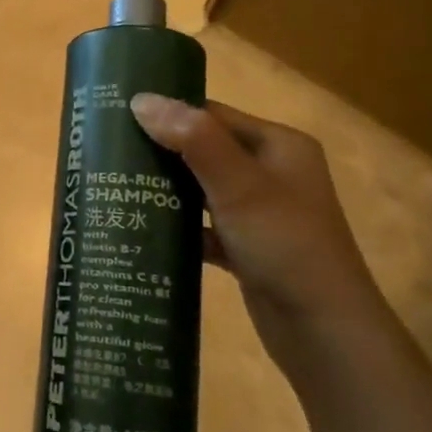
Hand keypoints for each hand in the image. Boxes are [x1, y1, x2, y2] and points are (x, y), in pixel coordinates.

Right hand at [130, 93, 387, 355]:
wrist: (324, 333)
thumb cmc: (286, 245)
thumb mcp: (239, 186)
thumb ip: (193, 140)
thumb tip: (141, 99)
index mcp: (279, 146)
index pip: (213, 115)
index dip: (168, 111)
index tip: (118, 114)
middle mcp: (272, 173)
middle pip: (205, 150)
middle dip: (160, 151)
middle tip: (107, 150)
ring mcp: (259, 213)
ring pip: (201, 189)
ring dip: (165, 189)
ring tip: (114, 184)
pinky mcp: (246, 248)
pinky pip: (203, 226)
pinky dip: (177, 226)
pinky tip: (141, 228)